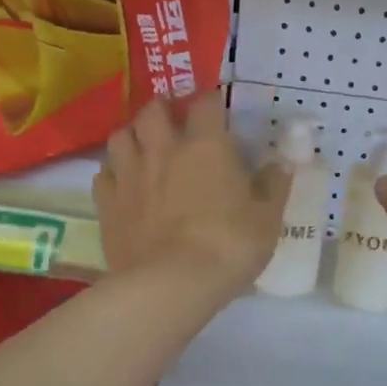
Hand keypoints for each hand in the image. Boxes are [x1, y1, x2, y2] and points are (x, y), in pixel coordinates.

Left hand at [94, 94, 286, 299]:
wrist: (172, 284)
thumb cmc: (229, 246)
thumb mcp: (267, 219)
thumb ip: (274, 186)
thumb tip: (282, 162)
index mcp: (206, 146)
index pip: (206, 103)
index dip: (212, 101)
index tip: (217, 109)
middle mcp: (162, 149)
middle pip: (153, 110)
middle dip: (164, 109)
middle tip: (174, 121)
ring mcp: (129, 175)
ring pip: (120, 135)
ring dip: (133, 135)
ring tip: (143, 147)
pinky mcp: (107, 204)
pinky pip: (104, 174)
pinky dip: (114, 172)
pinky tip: (123, 183)